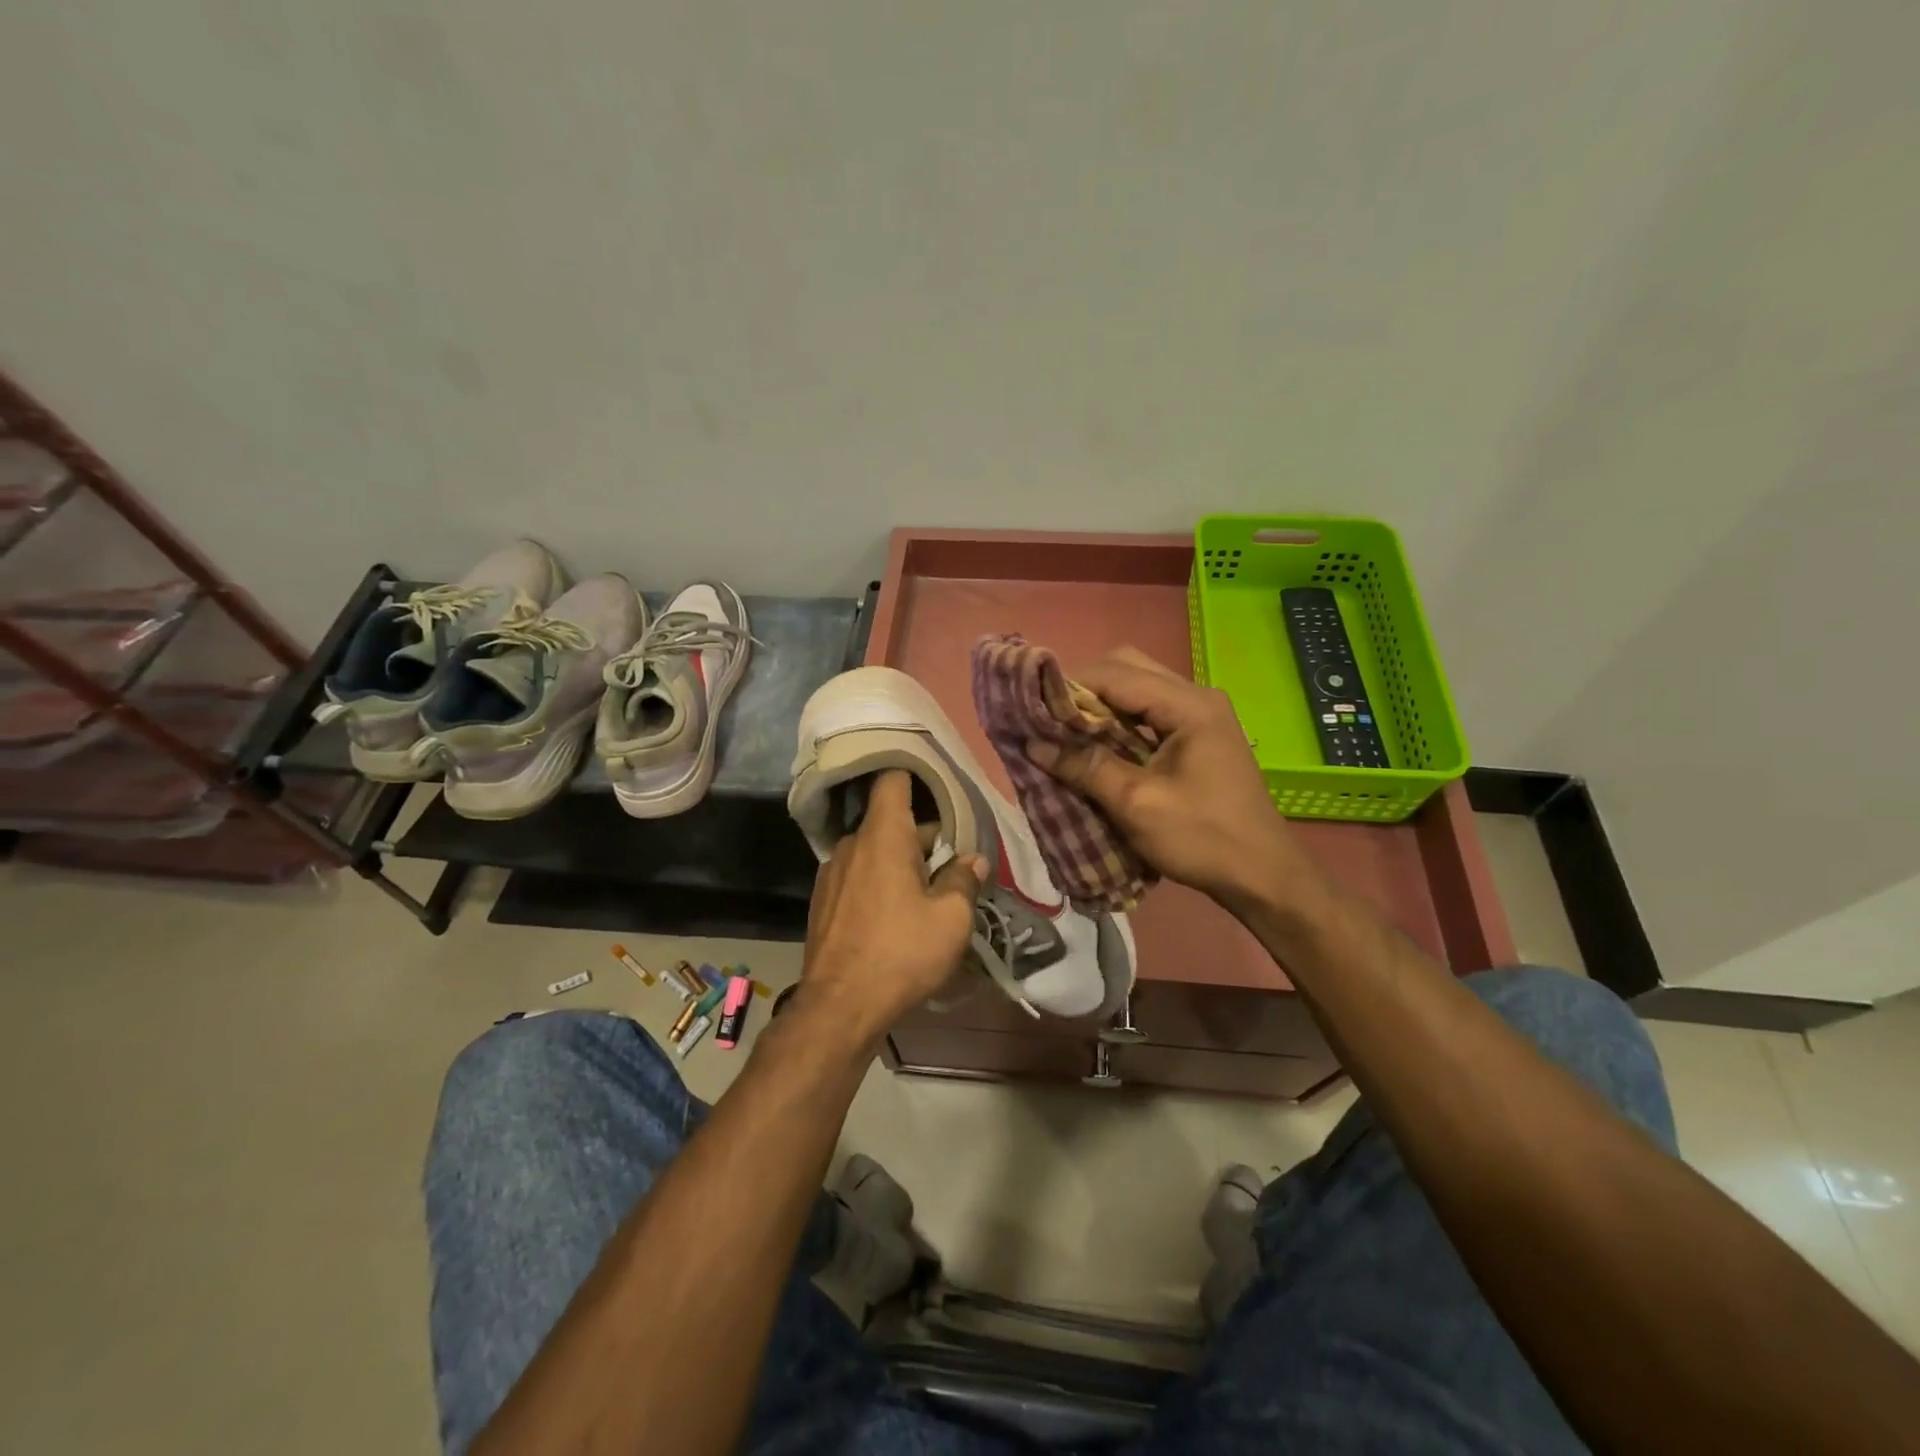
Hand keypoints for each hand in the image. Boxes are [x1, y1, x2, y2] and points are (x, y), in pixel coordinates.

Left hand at [795, 770, 985, 1047]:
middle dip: (921, 837)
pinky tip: (893, 917)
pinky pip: (857, 877)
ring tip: (925, 895)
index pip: (892, 780)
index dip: (914, 773)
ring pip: (873, 852)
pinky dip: (877, 883)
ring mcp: (831, 873)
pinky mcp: (822, 902)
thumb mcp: (951, 919)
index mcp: (882, 836)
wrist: (840, 1007)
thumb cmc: (901, 953)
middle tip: (950, 863)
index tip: (937, 779)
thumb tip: (973, 859)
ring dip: (899, 863)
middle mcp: (851, 844)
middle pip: (889, 822)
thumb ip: (964, 880)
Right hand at [1025, 648, 1318, 913]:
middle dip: (1084, 690)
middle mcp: (1196, 697)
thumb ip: (1086, 767)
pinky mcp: (1198, 735)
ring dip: (1100, 706)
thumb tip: (1033, 744)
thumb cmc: (1202, 838)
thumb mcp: (1137, 804)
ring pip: (1137, 689)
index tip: (1031, 708)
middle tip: (1051, 721)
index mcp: (1188, 705)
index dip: (1069, 686)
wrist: (1263, 876)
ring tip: (1066, 734)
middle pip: (1127, 669)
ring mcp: (1201, 715)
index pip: (1115, 673)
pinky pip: (1149, 713)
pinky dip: (1119, 722)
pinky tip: (1097, 747)